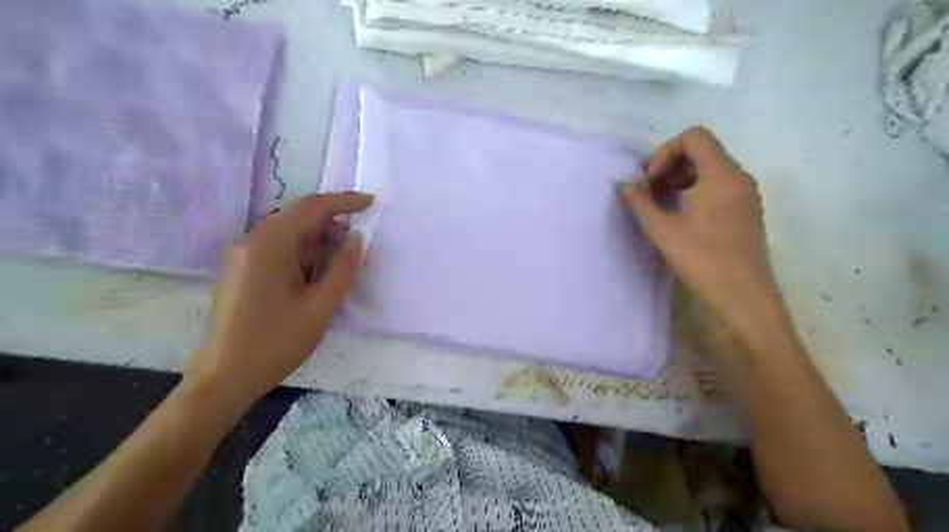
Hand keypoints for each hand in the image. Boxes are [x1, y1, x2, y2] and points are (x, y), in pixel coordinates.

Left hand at [185, 194, 374, 408]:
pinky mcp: (242, 271)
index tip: (372, 203)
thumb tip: (355, 239)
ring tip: (337, 273)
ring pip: (290, 236)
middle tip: (356, 252)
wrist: (224, 378)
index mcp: (270, 244)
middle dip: (332, 229)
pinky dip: (303, 257)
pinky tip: (315, 281)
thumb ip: (343, 268)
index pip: (313, 208)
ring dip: (318, 245)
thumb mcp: (321, 305)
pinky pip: (279, 251)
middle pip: (300, 219)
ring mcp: (244, 256)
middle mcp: (252, 241)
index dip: (345, 202)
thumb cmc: (276, 342)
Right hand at [624, 125, 778, 330]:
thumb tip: (623, 184)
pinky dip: (694, 190)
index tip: (651, 179)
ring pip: (710, 169)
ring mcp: (745, 194)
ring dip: (680, 178)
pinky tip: (679, 214)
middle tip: (648, 189)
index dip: (666, 151)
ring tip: (659, 202)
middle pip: (702, 151)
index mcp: (722, 175)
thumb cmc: (702, 259)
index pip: (694, 137)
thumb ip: (640, 202)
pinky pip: (718, 186)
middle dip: (670, 164)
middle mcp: (738, 177)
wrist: (743, 295)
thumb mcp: (663, 230)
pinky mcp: (745, 210)